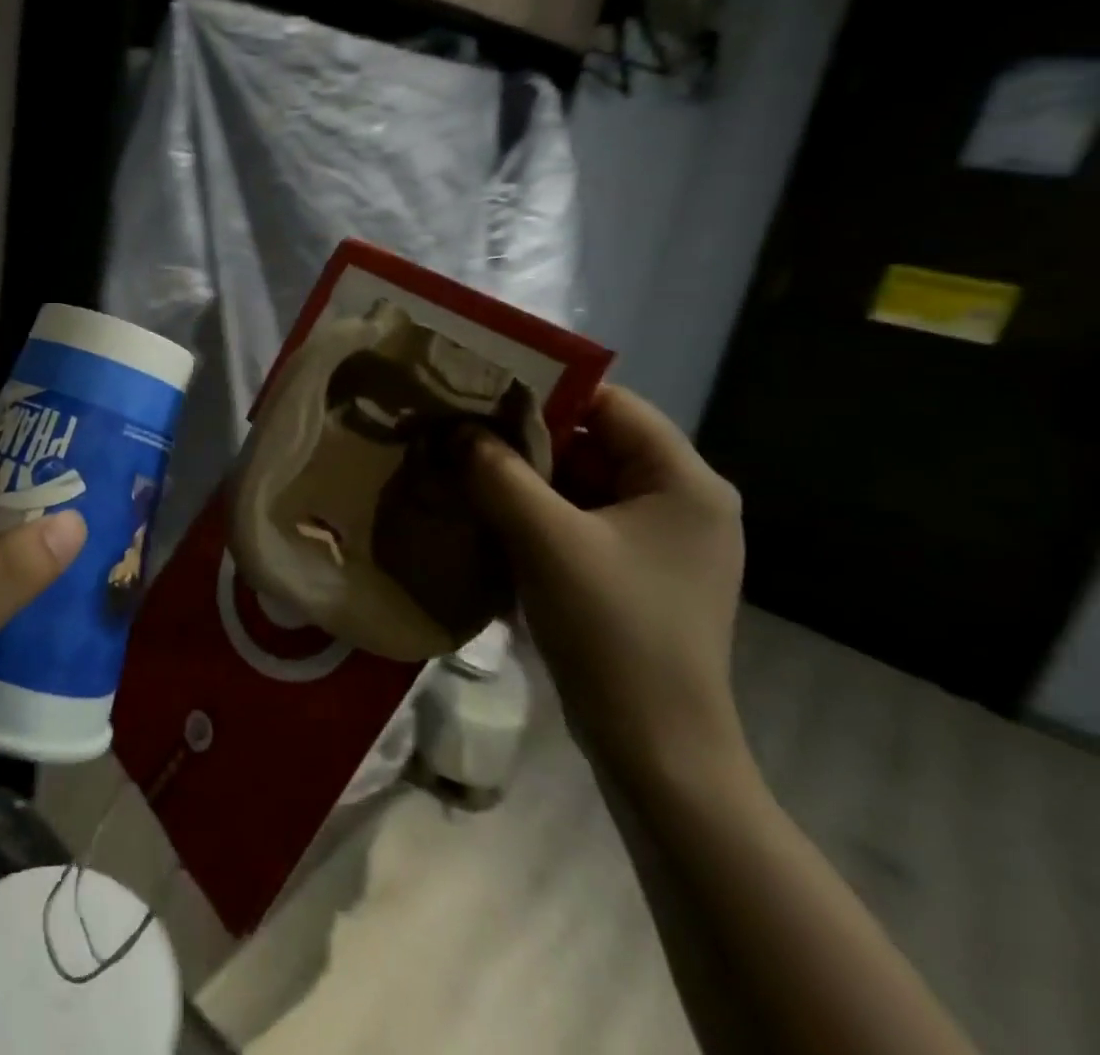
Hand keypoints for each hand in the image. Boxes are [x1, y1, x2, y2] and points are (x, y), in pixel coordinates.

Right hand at [465, 386, 746, 786]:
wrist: (654, 747)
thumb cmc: (613, 630)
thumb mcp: (546, 539)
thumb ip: (498, 472)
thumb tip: (455, 428)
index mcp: (685, 481)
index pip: (610, 404)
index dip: (544, 391)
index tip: (478, 391)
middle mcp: (682, 501)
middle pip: (592, 443)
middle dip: (524, 438)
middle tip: (458, 432)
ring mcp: (659, 541)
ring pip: (581, 484)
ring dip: (524, 478)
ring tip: (461, 468)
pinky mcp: (635, 572)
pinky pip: (579, 520)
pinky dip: (535, 513)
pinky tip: (487, 514)